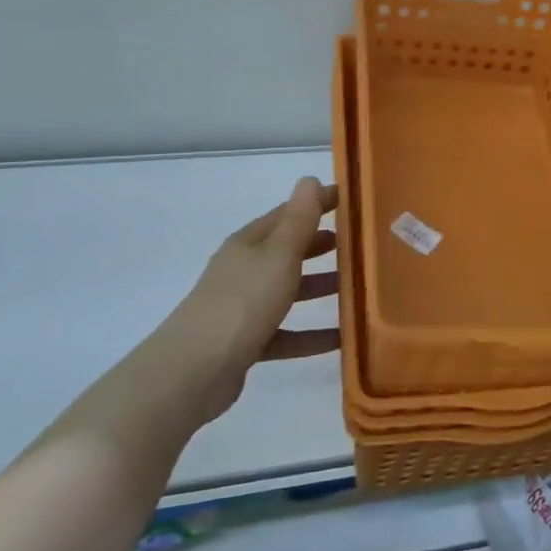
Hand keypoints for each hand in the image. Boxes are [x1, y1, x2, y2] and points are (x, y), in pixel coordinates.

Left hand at [172, 177, 340, 425]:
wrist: (193, 371)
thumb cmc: (242, 302)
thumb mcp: (278, 255)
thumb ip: (298, 220)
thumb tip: (309, 179)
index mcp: (249, 244)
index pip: (287, 214)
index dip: (315, 204)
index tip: (348, 200)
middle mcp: (243, 270)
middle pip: (286, 251)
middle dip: (318, 245)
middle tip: (356, 244)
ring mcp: (242, 308)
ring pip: (287, 291)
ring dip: (318, 287)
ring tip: (355, 289)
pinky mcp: (245, 343)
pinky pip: (286, 333)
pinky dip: (311, 333)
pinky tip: (340, 339)